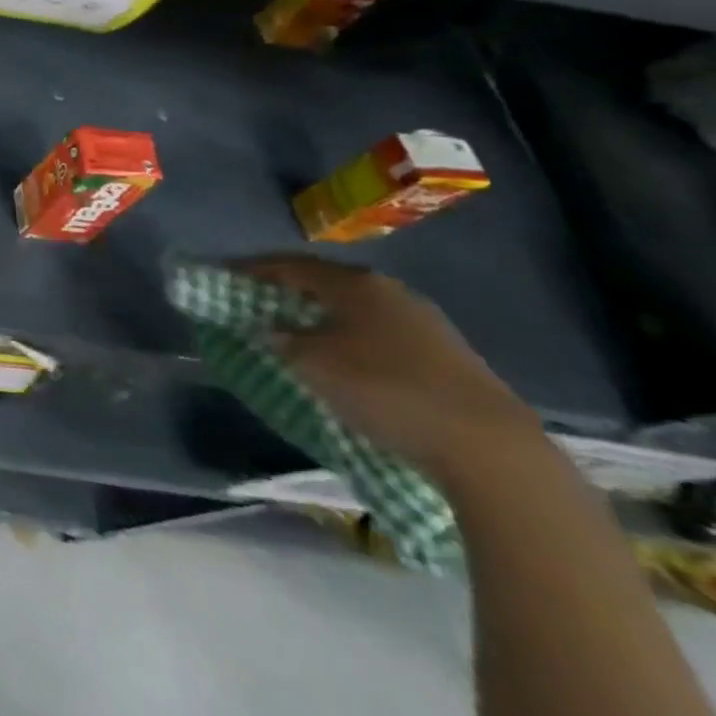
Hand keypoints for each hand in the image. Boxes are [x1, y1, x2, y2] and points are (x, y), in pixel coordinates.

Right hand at [241, 256, 543, 482]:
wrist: (491, 450)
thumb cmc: (386, 391)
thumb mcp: (314, 364)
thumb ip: (281, 339)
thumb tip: (269, 327)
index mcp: (355, 284)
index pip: (290, 264)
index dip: (253, 268)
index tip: (224, 274)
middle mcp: (391, 291)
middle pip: (327, 282)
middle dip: (289, 290)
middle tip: (258, 300)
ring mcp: (426, 322)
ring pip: (357, 308)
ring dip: (324, 315)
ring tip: (298, 330)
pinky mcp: (449, 356)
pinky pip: (382, 332)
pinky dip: (353, 336)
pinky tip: (346, 356)